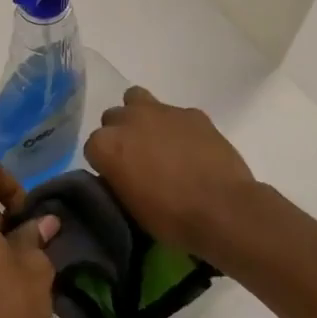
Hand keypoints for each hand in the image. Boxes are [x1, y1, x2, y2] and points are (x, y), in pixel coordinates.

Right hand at [84, 87, 257, 252]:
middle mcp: (127, 119)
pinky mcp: (191, 112)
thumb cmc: (171, 218)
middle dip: (120, 135)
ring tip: (156, 139)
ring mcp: (160, 111)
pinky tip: (189, 146)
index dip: (105, 164)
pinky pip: (174, 113)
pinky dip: (176, 126)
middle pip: (112, 119)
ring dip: (140, 115)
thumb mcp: (129, 207)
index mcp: (106, 145)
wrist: (223, 210)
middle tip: (136, 159)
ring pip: (137, 99)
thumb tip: (120, 174)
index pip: (93, 147)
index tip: (117, 178)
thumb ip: (117, 180)